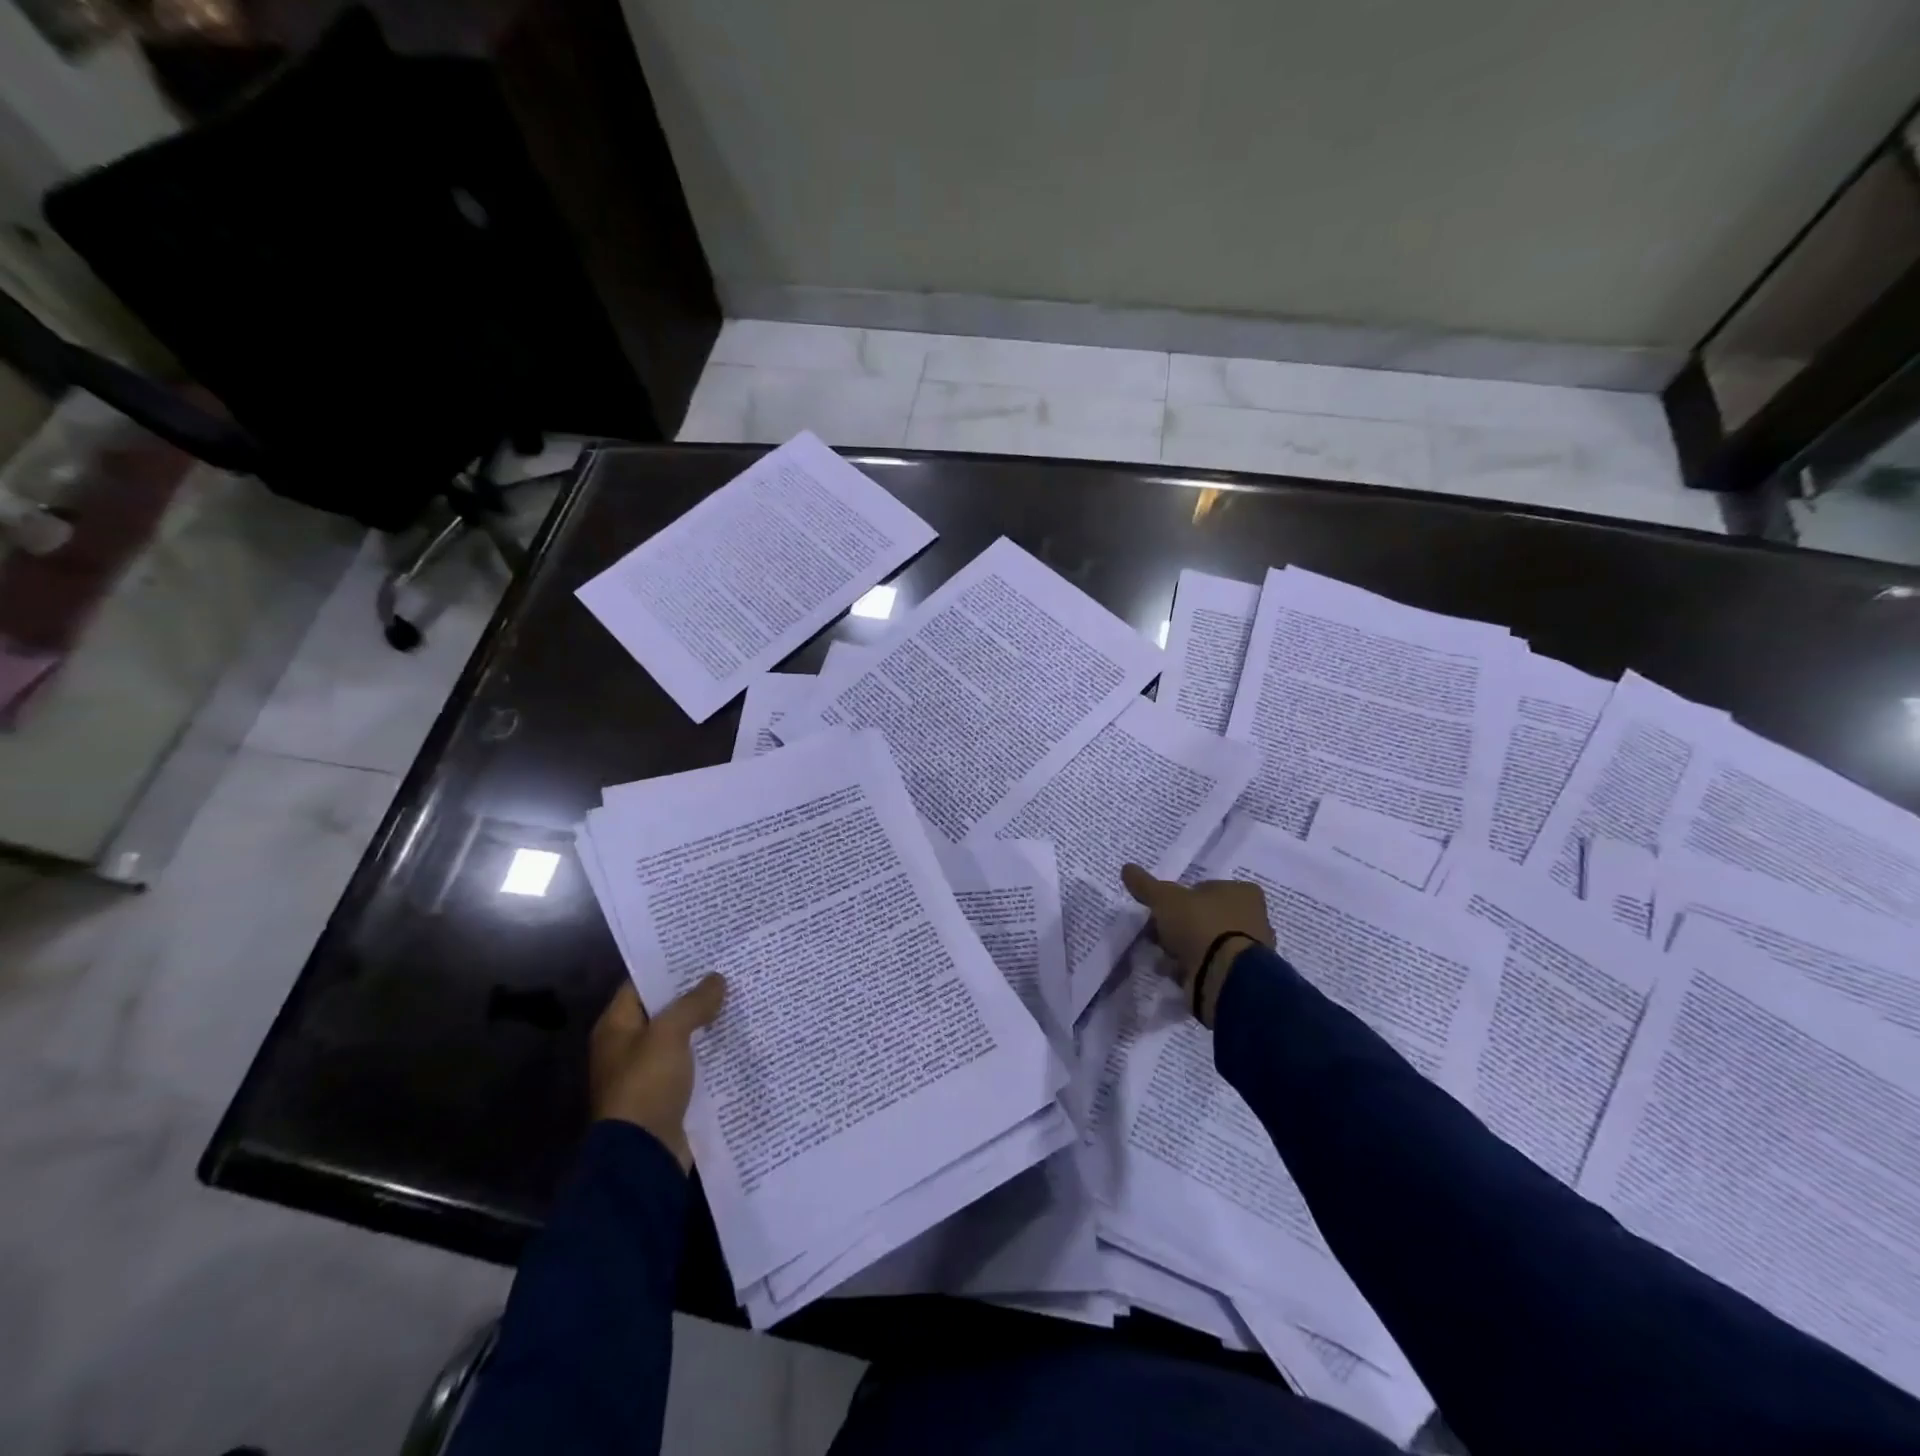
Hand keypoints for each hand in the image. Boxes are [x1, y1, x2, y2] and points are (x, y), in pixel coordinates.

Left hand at [589, 975, 725, 1170]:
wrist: (644, 1156)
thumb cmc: (647, 1086)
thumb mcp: (669, 1035)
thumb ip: (693, 1003)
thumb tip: (716, 979)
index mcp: (616, 1027)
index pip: (641, 983)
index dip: (670, 966)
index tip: (703, 950)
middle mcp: (629, 1046)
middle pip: (665, 1009)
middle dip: (695, 993)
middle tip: (730, 969)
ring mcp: (649, 1072)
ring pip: (683, 1036)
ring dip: (707, 1022)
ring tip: (741, 997)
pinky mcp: (670, 1094)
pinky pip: (693, 1062)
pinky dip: (711, 1050)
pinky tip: (739, 1036)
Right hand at [1120, 865, 1272, 1025]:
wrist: (1223, 976)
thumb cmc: (1200, 925)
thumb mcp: (1165, 899)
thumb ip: (1146, 885)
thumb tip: (1127, 867)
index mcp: (1243, 892)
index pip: (1206, 888)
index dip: (1181, 899)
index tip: (1162, 911)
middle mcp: (1254, 918)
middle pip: (1205, 917)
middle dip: (1179, 927)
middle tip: (1158, 935)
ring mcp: (1251, 950)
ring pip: (1207, 943)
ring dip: (1184, 950)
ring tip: (1163, 958)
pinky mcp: (1242, 976)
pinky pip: (1211, 966)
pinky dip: (1193, 968)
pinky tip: (1176, 972)